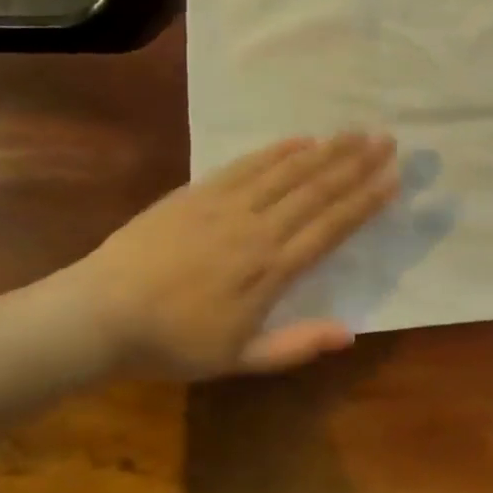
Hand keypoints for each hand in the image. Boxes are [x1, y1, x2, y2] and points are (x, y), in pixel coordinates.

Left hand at [54, 133, 399, 379]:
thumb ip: (295, 345)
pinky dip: (277, 150)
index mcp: (271, 270)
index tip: (393, 179)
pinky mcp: (199, 192)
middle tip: (387, 140)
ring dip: (326, 150)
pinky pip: (247, 165)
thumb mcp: (238, 360)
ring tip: (355, 132)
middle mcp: (258, 229)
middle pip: (317, 190)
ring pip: (288, 171)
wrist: (99, 315)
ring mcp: (227, 206)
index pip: (331, 227)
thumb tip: (350, 333)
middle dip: (356, 164)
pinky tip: (300, 139)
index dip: (365, 201)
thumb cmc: (172, 343)